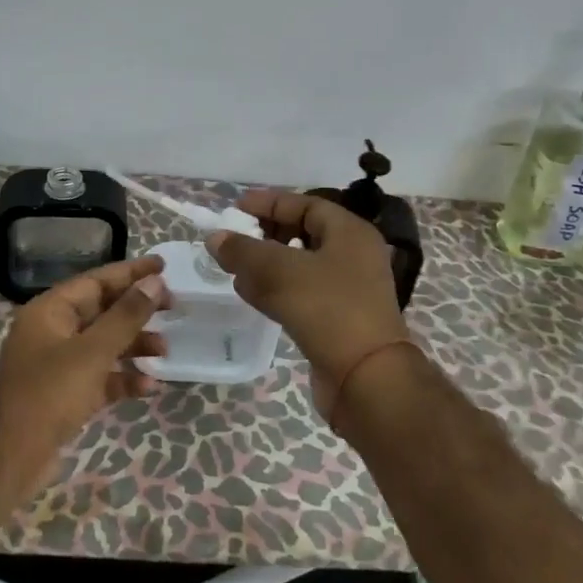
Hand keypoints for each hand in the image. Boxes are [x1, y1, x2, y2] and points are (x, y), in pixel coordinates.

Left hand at [0, 256, 169, 463]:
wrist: (9, 458)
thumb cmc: (49, 393)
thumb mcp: (93, 351)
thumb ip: (126, 316)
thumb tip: (154, 282)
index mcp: (51, 310)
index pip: (96, 280)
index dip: (131, 272)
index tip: (163, 266)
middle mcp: (53, 331)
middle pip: (102, 310)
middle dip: (137, 310)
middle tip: (173, 307)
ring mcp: (58, 363)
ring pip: (104, 344)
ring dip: (134, 345)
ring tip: (165, 351)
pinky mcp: (65, 394)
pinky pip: (100, 376)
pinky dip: (123, 377)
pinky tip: (149, 386)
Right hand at [209, 190, 409, 420]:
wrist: (367, 379)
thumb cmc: (327, 309)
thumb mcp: (279, 272)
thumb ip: (243, 251)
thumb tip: (215, 238)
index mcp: (350, 232)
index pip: (305, 204)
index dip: (269, 203)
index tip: (236, 207)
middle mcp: (354, 255)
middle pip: (303, 233)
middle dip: (266, 234)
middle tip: (236, 237)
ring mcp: (349, 289)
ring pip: (301, 266)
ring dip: (267, 264)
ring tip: (234, 267)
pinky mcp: (339, 319)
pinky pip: (303, 293)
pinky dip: (276, 289)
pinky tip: (249, 294)